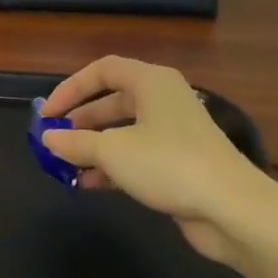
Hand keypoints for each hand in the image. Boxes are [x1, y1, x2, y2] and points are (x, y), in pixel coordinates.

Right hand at [41, 56, 267, 266]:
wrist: (231, 207)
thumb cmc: (168, 164)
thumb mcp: (113, 151)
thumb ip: (76, 142)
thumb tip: (48, 138)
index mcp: (151, 82)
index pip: (103, 70)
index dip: (71, 88)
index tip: (47, 114)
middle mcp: (163, 100)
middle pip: (112, 101)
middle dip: (80, 121)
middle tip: (54, 140)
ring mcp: (173, 132)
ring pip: (123, 131)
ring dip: (93, 147)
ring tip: (66, 166)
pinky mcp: (178, 161)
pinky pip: (136, 155)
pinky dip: (112, 165)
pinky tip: (89, 184)